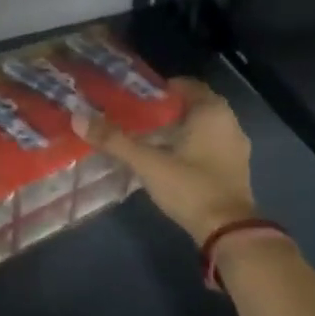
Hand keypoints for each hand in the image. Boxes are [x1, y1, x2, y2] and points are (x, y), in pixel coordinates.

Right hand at [72, 77, 258, 245]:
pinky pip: (210, 145)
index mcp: (212, 112)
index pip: (186, 85)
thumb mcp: (148, 163)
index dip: (161, 89)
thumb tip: (78, 118)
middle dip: (167, 110)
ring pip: (203, 127)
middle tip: (137, 117)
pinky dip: (191, 146)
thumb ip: (115, 141)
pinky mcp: (235, 168)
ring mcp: (236, 146)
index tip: (136, 97)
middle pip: (195, 106)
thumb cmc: (190, 187)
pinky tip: (169, 160)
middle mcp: (229, 122)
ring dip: (179, 129)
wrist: (228, 230)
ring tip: (149, 139)